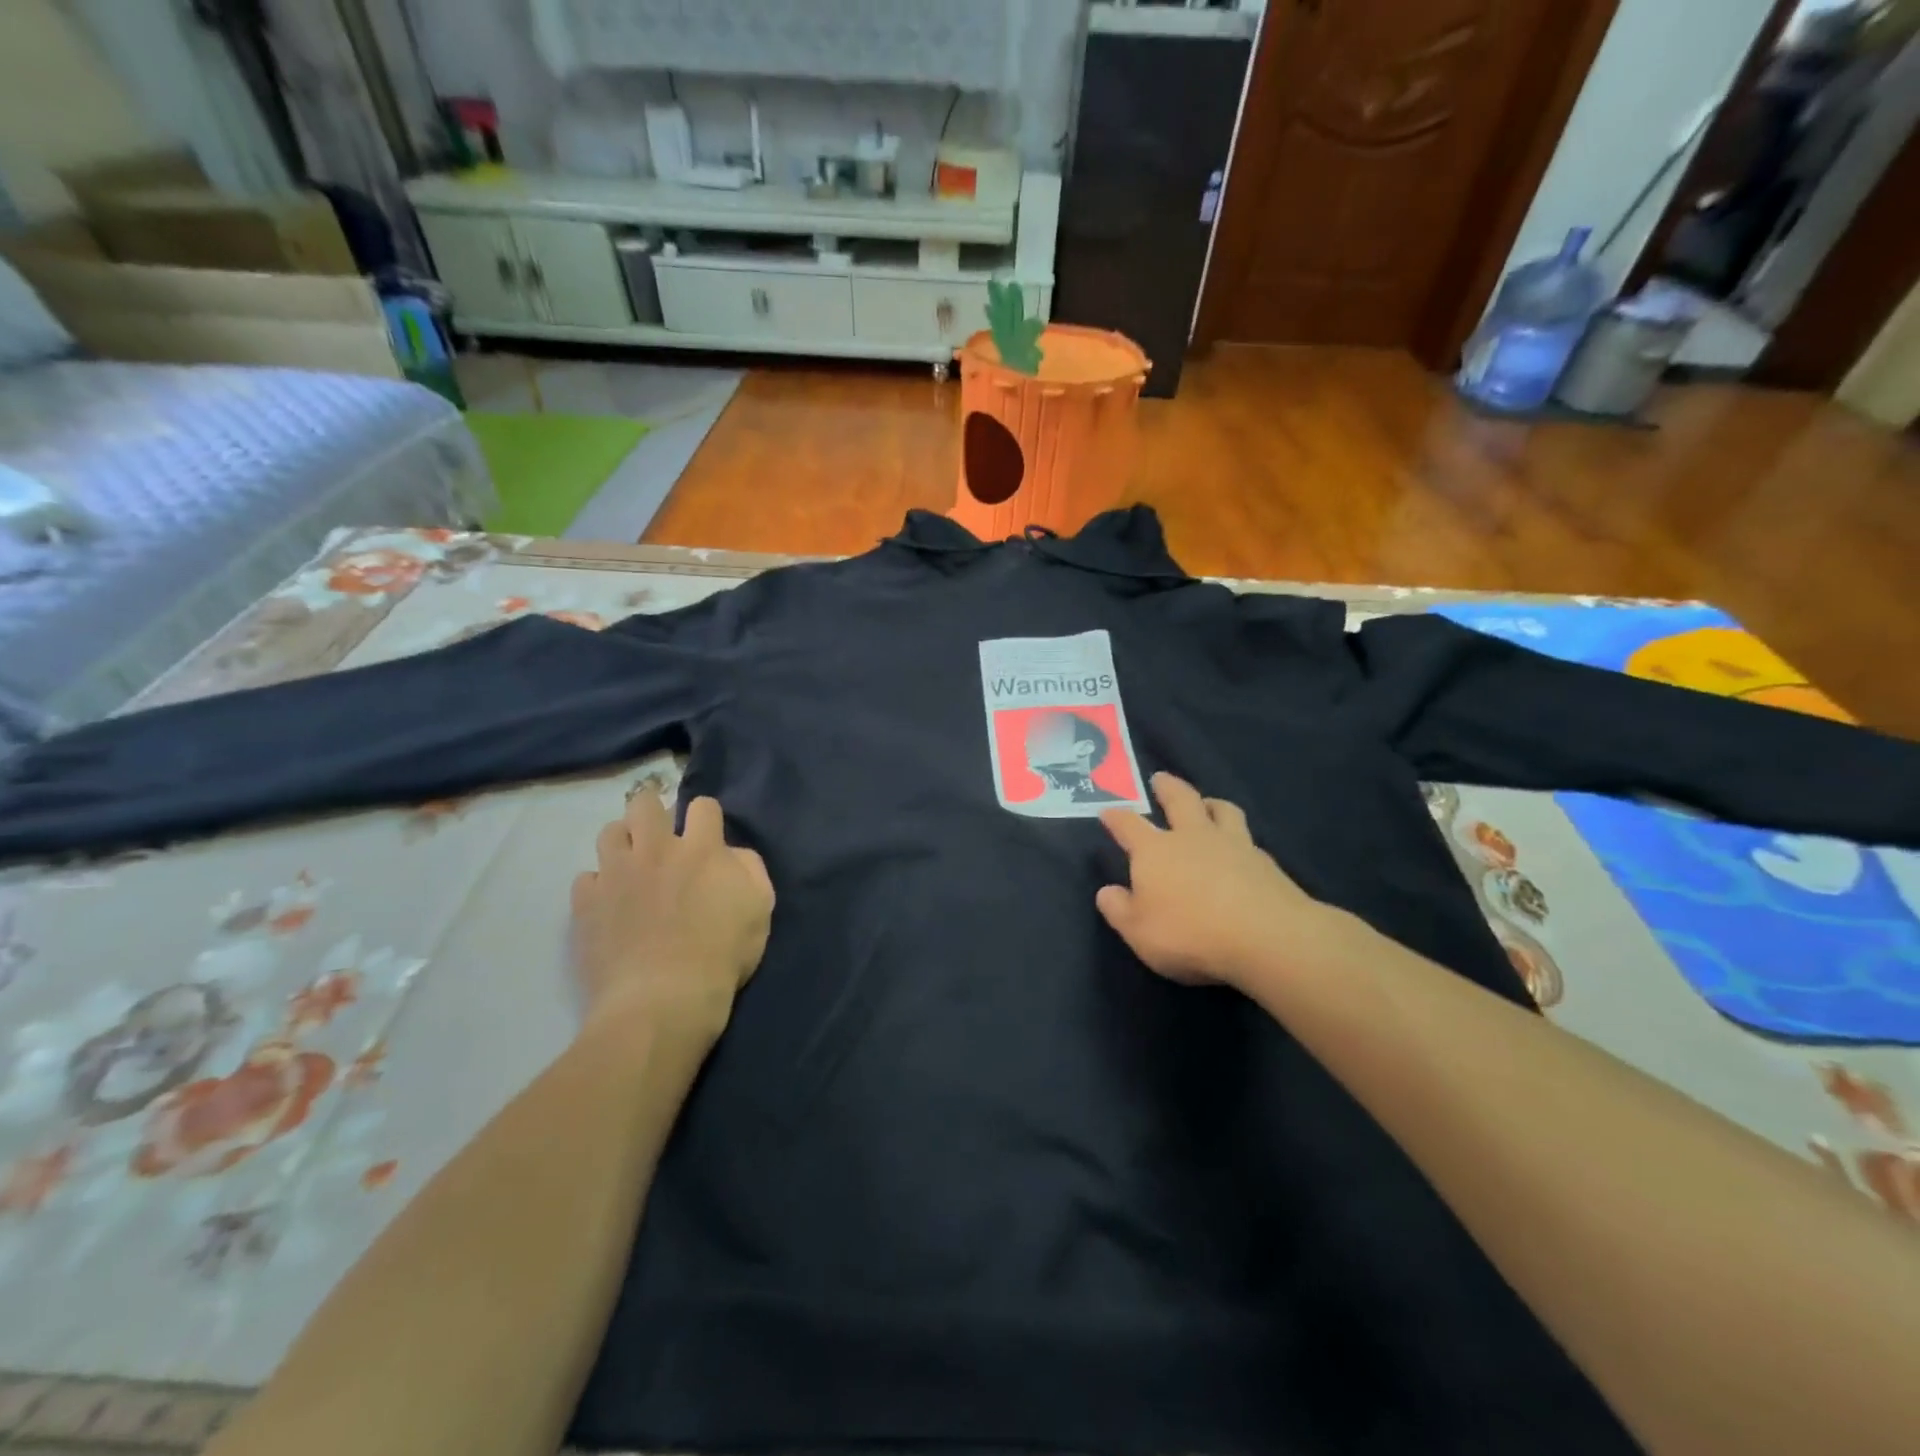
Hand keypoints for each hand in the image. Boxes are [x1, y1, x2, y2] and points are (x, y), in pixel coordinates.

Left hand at [571, 793, 773, 1039]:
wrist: (663, 1000)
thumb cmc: (721, 955)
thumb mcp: (760, 909)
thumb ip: (750, 869)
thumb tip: (730, 853)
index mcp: (701, 849)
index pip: (702, 806)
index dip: (705, 816)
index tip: (706, 835)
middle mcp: (656, 849)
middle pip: (645, 803)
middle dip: (653, 809)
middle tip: (661, 834)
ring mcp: (616, 874)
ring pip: (609, 832)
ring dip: (623, 841)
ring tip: (631, 863)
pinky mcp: (586, 902)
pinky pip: (585, 878)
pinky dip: (598, 885)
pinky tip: (609, 902)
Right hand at [1097, 773, 1336, 990]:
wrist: (1267, 937)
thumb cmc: (1190, 934)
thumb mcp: (1139, 932)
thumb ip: (1119, 910)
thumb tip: (1106, 892)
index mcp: (1155, 851)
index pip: (1129, 825)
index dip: (1116, 817)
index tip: (1107, 812)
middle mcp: (1192, 837)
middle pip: (1180, 800)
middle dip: (1167, 787)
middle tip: (1161, 778)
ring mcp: (1233, 845)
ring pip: (1222, 810)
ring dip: (1211, 803)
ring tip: (1207, 804)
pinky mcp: (1265, 862)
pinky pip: (1248, 840)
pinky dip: (1239, 839)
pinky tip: (1241, 850)